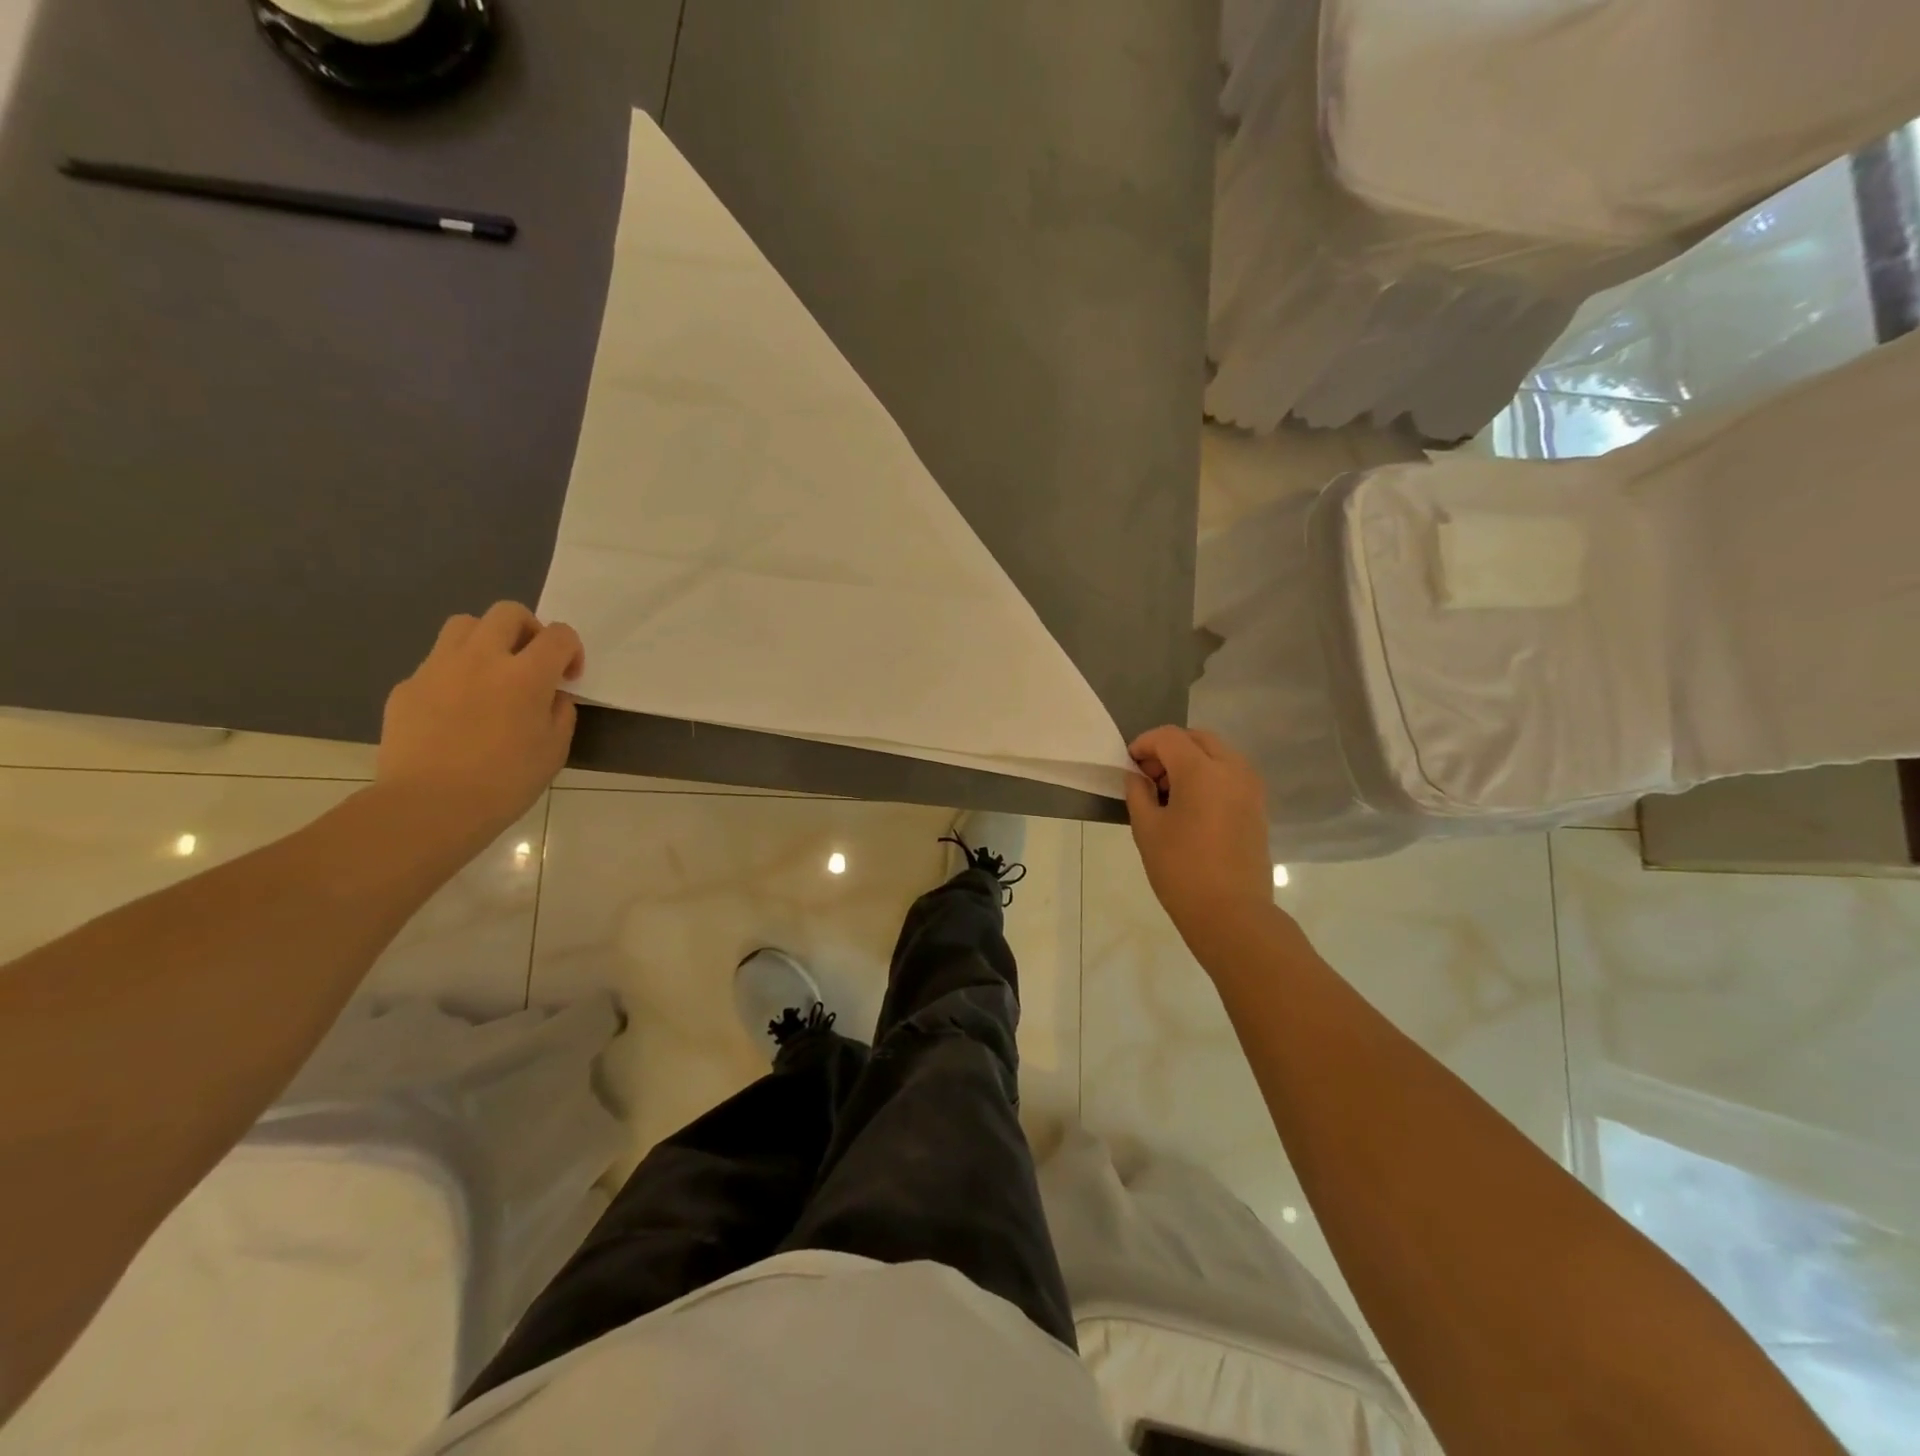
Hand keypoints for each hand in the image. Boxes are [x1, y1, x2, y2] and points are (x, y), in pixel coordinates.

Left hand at [376, 603, 583, 845]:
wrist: (428, 807)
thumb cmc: (505, 783)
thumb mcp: (554, 750)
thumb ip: (560, 712)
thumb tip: (551, 696)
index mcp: (526, 675)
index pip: (559, 635)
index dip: (572, 650)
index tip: (569, 677)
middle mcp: (482, 659)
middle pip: (508, 613)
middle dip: (529, 629)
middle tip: (532, 662)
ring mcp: (438, 668)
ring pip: (465, 625)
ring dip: (487, 640)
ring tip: (492, 673)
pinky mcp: (407, 686)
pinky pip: (437, 663)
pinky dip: (455, 674)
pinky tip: (458, 710)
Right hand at [1125, 726, 1276, 951]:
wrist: (1232, 913)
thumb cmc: (1181, 869)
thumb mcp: (1147, 829)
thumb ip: (1138, 793)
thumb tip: (1137, 776)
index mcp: (1202, 770)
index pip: (1169, 737)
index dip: (1144, 744)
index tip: (1129, 765)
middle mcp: (1232, 769)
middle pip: (1197, 738)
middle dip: (1169, 748)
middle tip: (1148, 776)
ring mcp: (1250, 787)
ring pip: (1217, 753)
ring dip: (1190, 760)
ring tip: (1168, 793)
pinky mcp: (1258, 806)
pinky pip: (1230, 774)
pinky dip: (1208, 776)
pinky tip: (1191, 806)